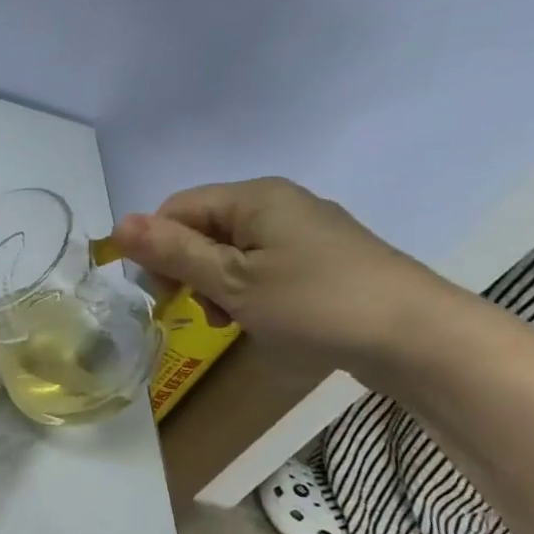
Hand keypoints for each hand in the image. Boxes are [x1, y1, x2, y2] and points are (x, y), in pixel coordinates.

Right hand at [112, 177, 460, 372]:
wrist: (414, 337)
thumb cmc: (313, 303)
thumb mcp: (231, 281)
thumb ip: (173, 253)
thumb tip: (119, 224)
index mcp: (253, 197)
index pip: (176, 209)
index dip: (157, 248)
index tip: (164, 294)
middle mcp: (276, 203)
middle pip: (202, 228)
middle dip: (187, 269)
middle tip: (198, 310)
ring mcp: (302, 231)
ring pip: (229, 250)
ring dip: (214, 285)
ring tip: (229, 320)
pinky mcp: (320, 259)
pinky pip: (261, 265)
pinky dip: (245, 290)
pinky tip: (255, 318)